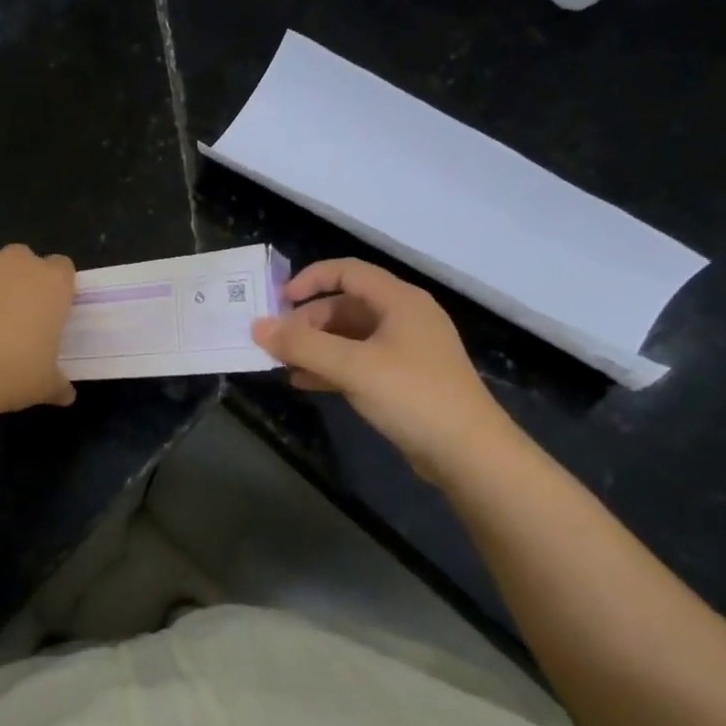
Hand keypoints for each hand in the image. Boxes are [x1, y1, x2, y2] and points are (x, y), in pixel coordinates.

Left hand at [0, 245, 77, 416]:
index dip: (59, 288)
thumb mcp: (44, 386)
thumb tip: (65, 395)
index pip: (63, 268)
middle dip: (22, 282)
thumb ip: (59, 385)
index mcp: (50, 283)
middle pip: (25, 260)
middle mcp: (15, 263)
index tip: (53, 312)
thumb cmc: (10, 373)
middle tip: (18, 319)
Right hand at [252, 259, 513, 483]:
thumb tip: (257, 327)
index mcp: (399, 301)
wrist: (467, 453)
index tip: (278, 301)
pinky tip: (304, 382)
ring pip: (349, 336)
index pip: (348, 272)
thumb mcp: (352, 366)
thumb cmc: (412, 396)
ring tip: (282, 364)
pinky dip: (330, 368)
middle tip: (276, 343)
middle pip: (345, 305)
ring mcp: (405, 350)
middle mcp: (404, 318)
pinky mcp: (403, 379)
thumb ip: (302, 345)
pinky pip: (358, 362)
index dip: (310, 279)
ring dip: (315, 347)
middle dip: (307, 322)